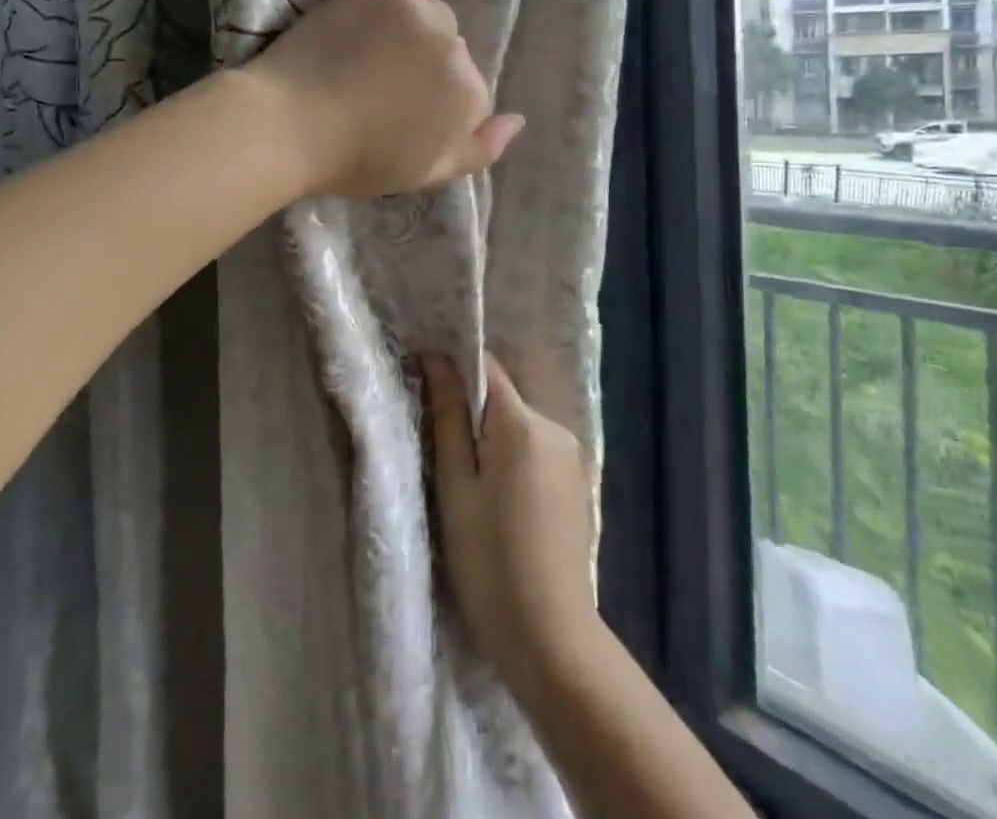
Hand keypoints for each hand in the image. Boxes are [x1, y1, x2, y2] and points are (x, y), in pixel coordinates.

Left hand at [242, 0, 523, 199]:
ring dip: (417, 29)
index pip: (471, 91)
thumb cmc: (354, 160)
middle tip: (382, 82)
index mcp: (470, 99)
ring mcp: (421, 14)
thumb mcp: (427, 174)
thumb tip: (517, 121)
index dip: (437, 104)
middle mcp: (456, 52)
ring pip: (437, 13)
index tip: (401, 113)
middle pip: (455, 51)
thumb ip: (481, 150)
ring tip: (373, 48)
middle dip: (428, 67)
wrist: (288, 126)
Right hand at [422, 354, 599, 699]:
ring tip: (463, 477)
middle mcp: (554, 427)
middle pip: (501, 397)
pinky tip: (497, 498)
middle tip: (435, 445)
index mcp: (523, 423)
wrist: (551, 640)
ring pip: (517, 424)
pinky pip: (534, 449)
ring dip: (489, 436)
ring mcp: (570, 456)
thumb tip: (435, 357)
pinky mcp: (576, 482)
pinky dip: (510, 457)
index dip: (452, 366)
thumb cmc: (489, 561)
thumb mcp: (455, 486)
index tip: (420, 378)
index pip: (485, 368)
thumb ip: (447, 416)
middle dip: (469, 409)